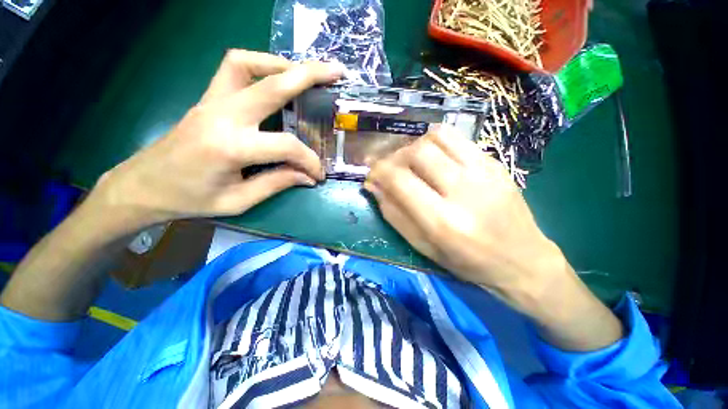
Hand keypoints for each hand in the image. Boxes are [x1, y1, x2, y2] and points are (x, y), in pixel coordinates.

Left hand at [89, 50, 343, 232]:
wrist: (144, 185)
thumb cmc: (190, 199)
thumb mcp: (239, 201)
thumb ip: (277, 184)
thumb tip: (307, 177)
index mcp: (231, 147)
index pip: (286, 146)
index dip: (309, 161)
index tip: (318, 174)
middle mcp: (223, 115)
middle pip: (273, 84)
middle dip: (309, 76)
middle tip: (336, 73)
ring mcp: (212, 101)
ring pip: (248, 62)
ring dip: (281, 64)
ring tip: (305, 74)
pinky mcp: (208, 98)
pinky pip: (234, 67)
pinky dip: (259, 64)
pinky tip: (275, 78)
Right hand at [364, 127, 563, 303]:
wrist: (523, 259)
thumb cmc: (467, 262)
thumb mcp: (423, 247)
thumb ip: (394, 215)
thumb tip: (374, 186)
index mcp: (443, 221)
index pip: (400, 180)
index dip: (379, 172)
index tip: (372, 175)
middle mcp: (463, 191)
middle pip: (417, 152)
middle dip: (395, 157)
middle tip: (391, 168)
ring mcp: (484, 172)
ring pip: (437, 136)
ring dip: (415, 145)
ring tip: (411, 161)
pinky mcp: (495, 163)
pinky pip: (457, 139)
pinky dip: (436, 143)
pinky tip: (434, 158)